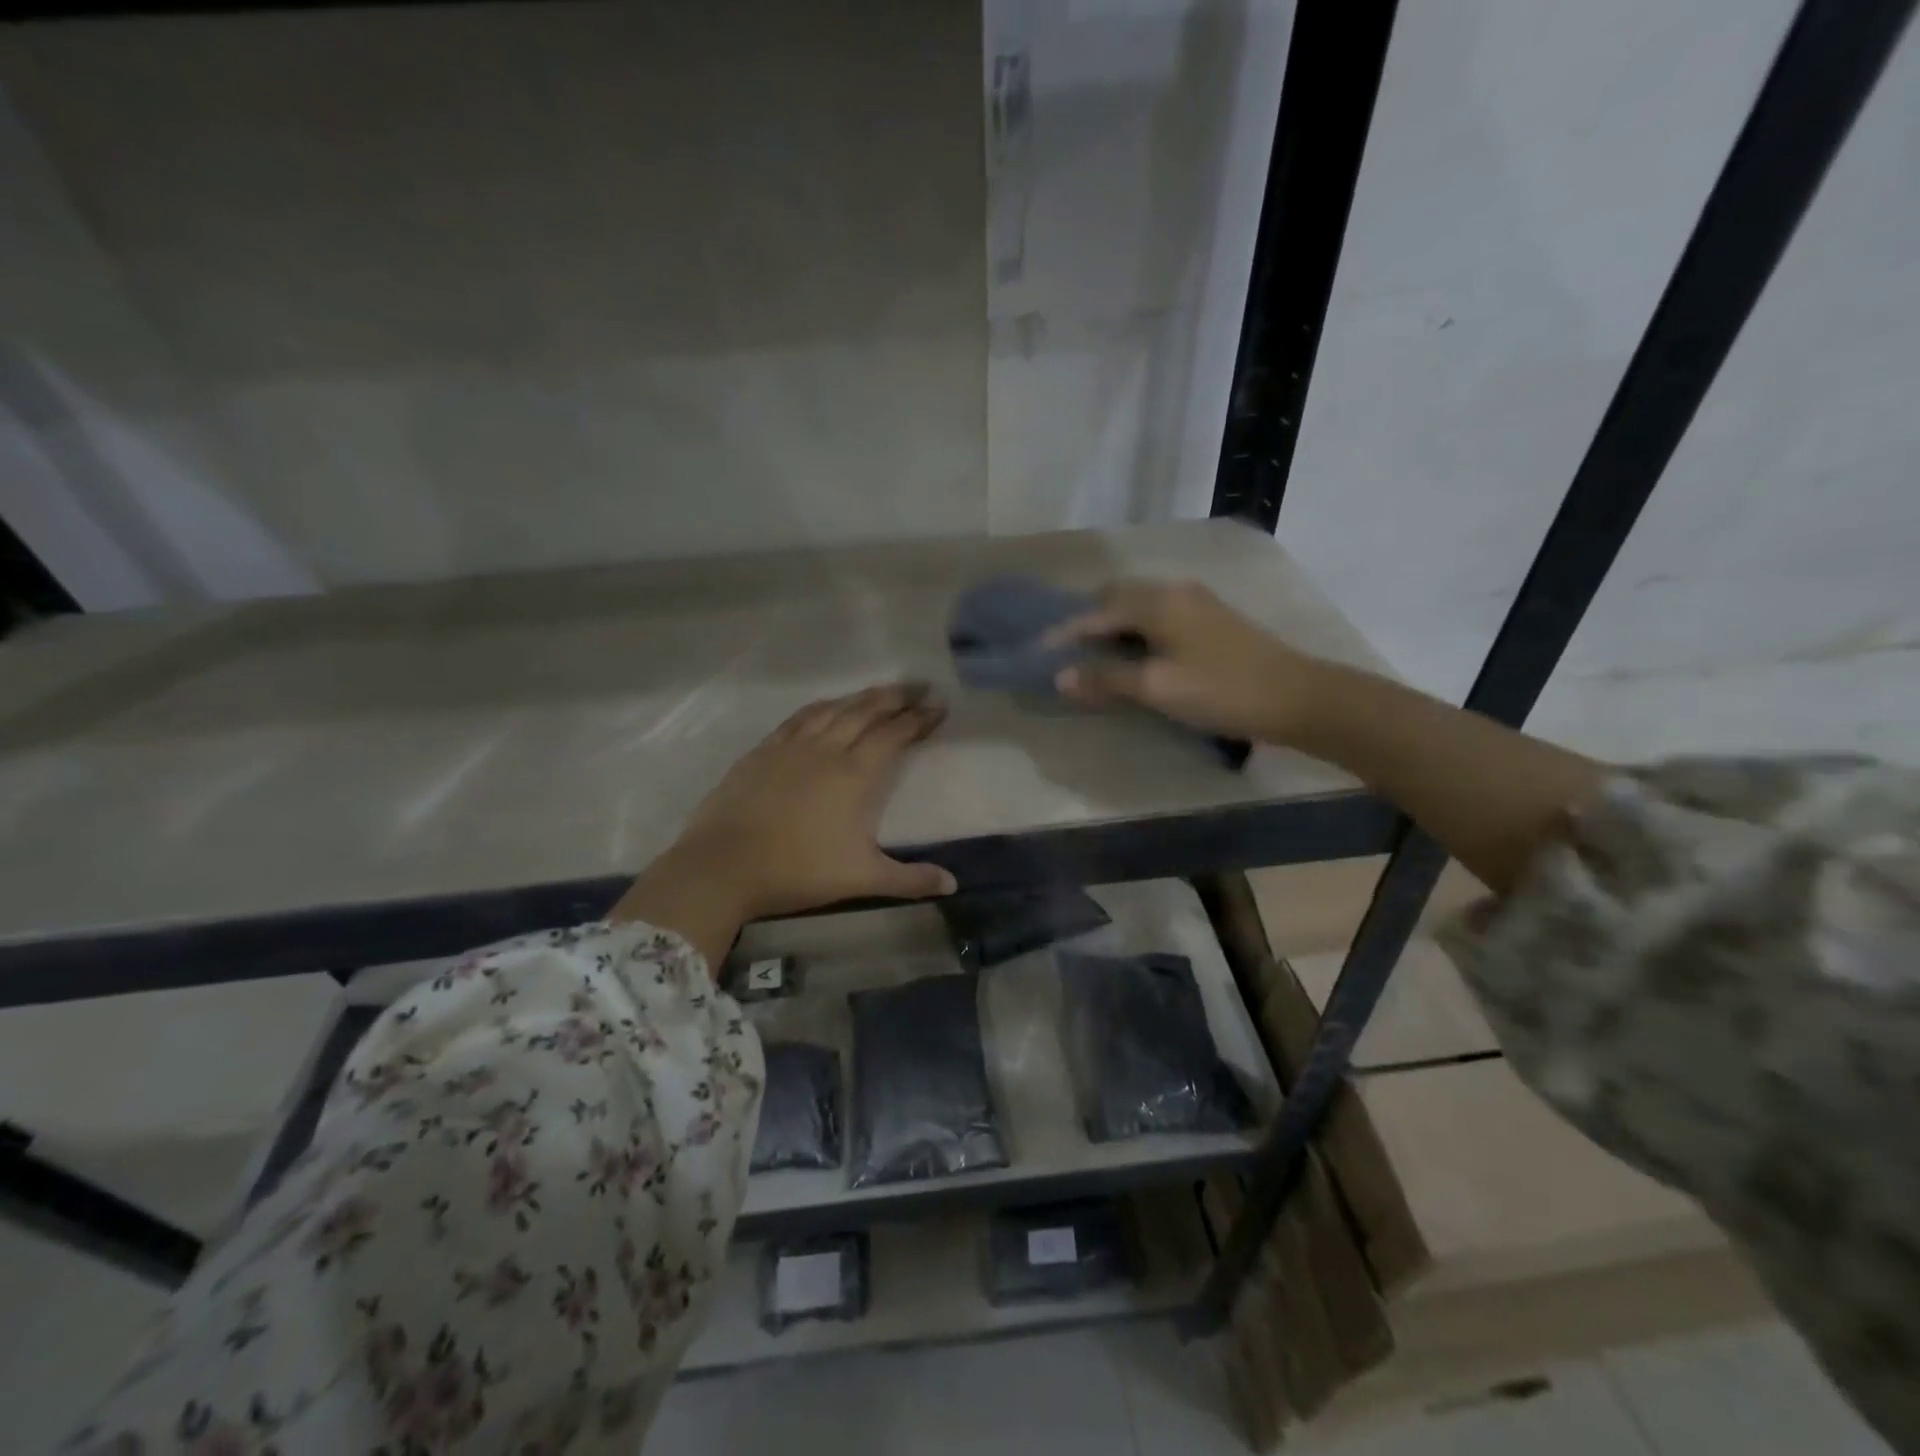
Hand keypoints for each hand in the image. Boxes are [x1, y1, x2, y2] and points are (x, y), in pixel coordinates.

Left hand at [613, 683, 955, 961]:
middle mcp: (825, 749)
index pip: (894, 734)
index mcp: (854, 773)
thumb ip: (909, 879)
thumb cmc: (797, 870)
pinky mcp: (762, 751)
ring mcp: (790, 746)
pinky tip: (824, 709)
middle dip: (895, 697)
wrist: (722, 865)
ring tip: (877, 693)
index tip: (939, 706)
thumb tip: (953, 885)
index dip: (919, 719)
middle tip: (918, 686)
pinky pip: (798, 718)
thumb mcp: (861, 879)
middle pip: (865, 711)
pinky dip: (820, 708)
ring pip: (832, 708)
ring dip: (859, 697)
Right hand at [1047, 580, 1318, 741]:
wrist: (1297, 697)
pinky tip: (1134, 654)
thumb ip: (1106, 679)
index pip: (1097, 612)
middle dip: (1088, 621)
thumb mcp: (1157, 688)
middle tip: (1065, 650)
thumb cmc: (1220, 690)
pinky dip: (1136, 631)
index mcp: (1158, 602)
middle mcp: (1174, 592)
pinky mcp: (1211, 620)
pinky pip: (1158, 615)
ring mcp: (1197, 603)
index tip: (1038, 650)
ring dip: (1113, 625)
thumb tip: (1060, 677)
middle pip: (1117, 598)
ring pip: (1140, 605)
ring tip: (1094, 655)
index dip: (1066, 632)